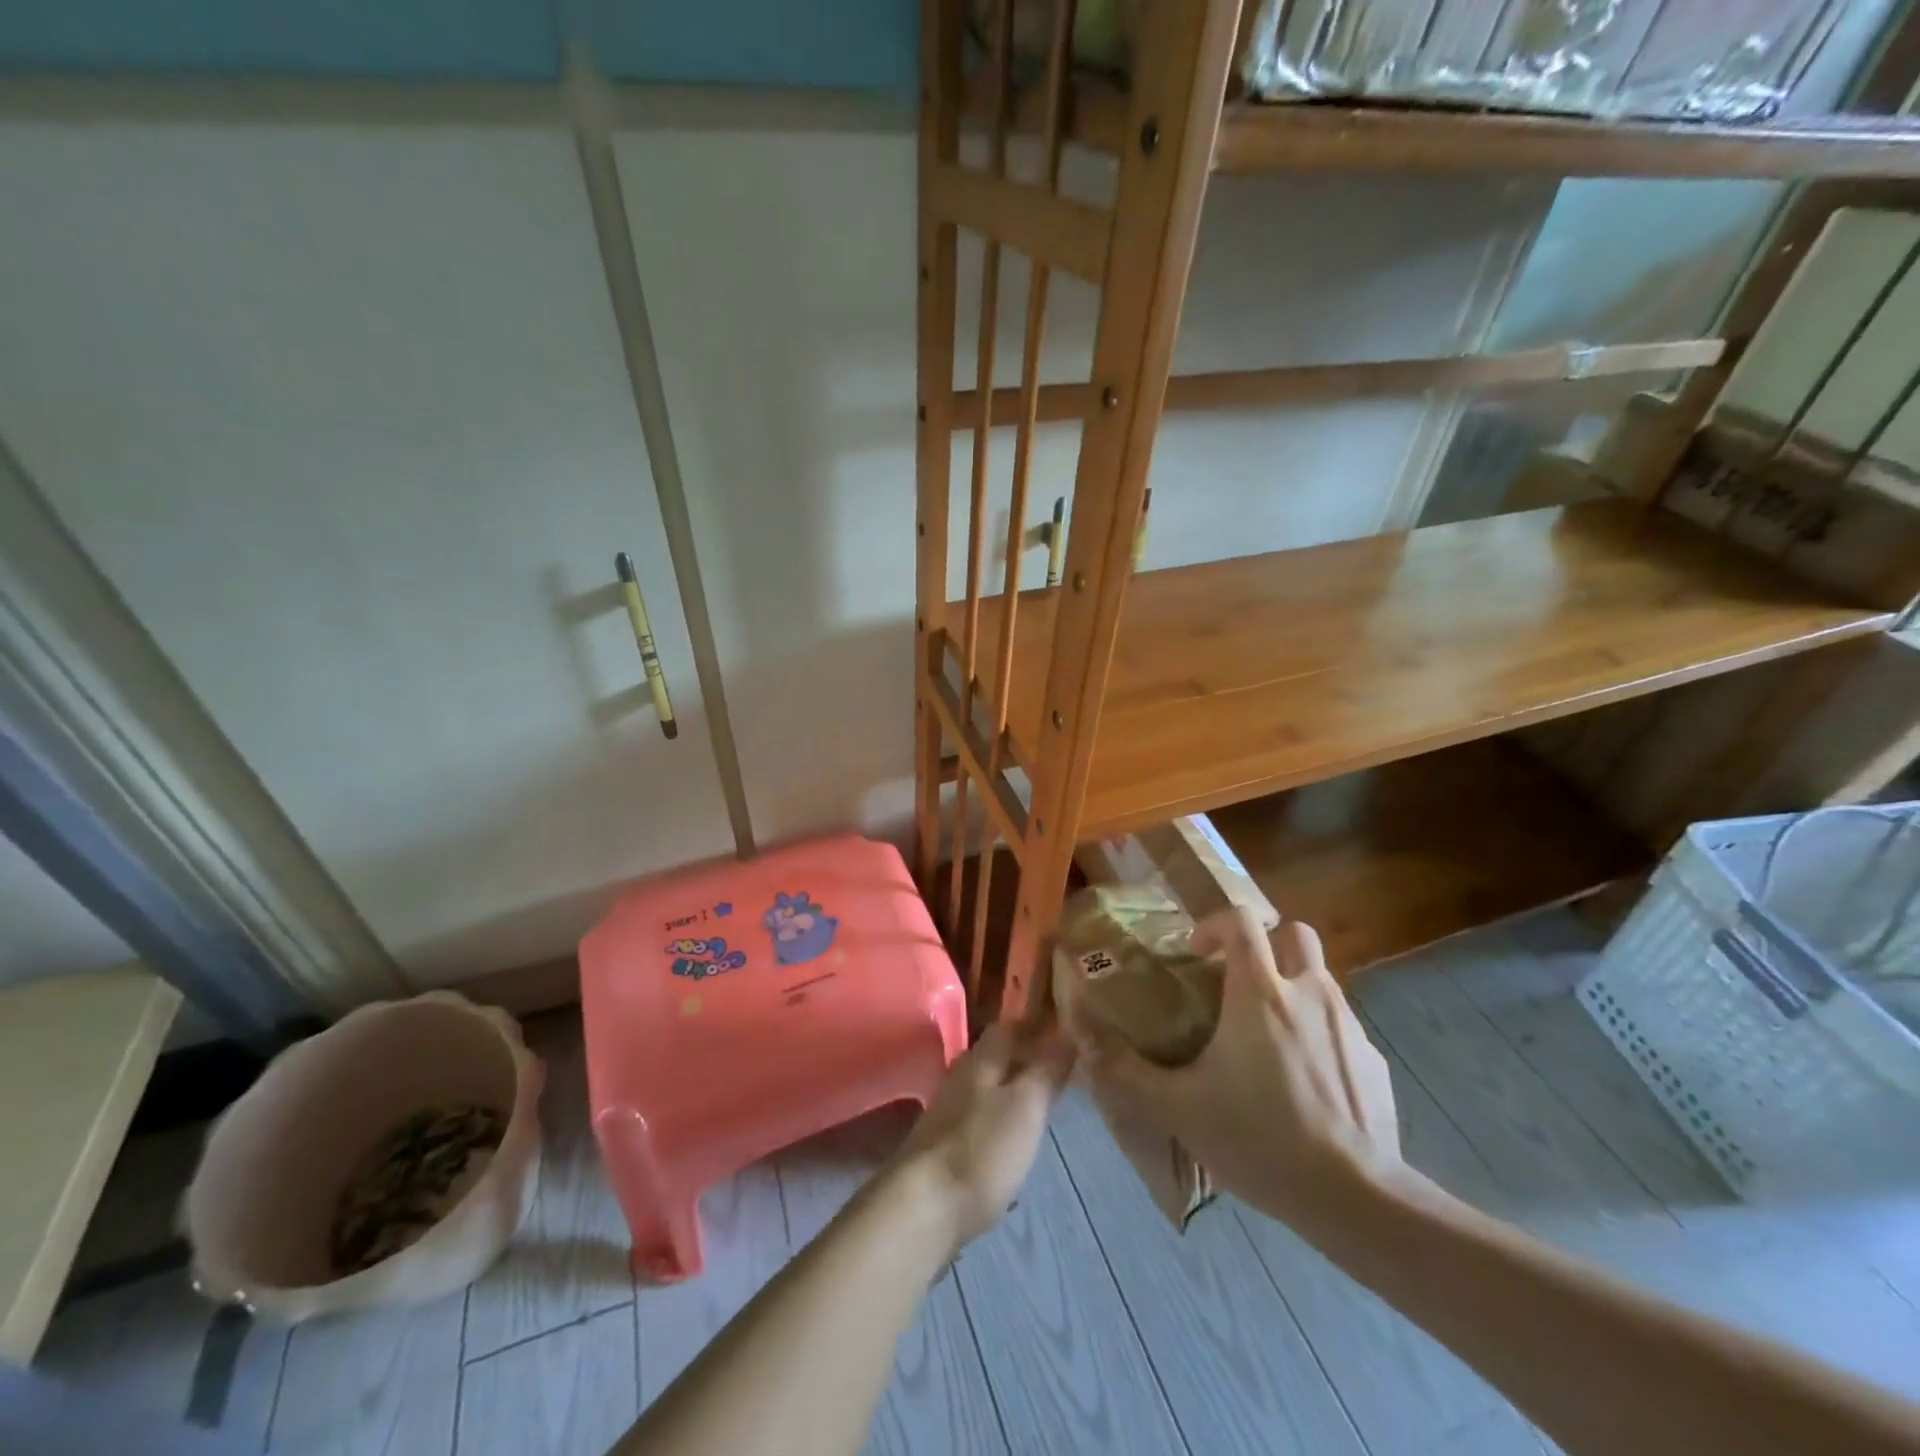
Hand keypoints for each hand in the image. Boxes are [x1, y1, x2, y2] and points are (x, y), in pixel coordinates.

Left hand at [885, 1022, 1073, 1255]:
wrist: (923, 1208)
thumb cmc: (981, 1149)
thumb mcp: (1026, 1105)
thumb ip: (1046, 1068)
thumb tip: (1067, 1032)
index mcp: (980, 1059)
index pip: (1009, 1026)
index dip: (1036, 1025)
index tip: (1066, 1031)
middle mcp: (961, 1077)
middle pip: (997, 1057)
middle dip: (1027, 1058)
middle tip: (1063, 1069)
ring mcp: (948, 1112)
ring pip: (988, 1088)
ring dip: (1014, 1090)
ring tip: (1045, 1103)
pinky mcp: (945, 1146)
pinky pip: (980, 1119)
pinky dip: (1001, 1120)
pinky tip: (1015, 1137)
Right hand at [1076, 908, 1403, 1239]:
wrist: (1355, 1197)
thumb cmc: (1260, 1138)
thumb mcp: (1178, 1107)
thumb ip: (1125, 1070)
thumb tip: (1082, 1036)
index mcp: (1260, 991)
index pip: (1243, 920)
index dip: (1216, 924)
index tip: (1198, 953)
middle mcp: (1309, 993)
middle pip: (1295, 934)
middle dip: (1267, 944)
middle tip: (1239, 981)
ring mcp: (1350, 1026)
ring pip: (1321, 979)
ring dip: (1293, 988)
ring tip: (1268, 1036)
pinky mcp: (1375, 1062)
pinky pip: (1343, 1028)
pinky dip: (1321, 1035)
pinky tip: (1305, 1082)